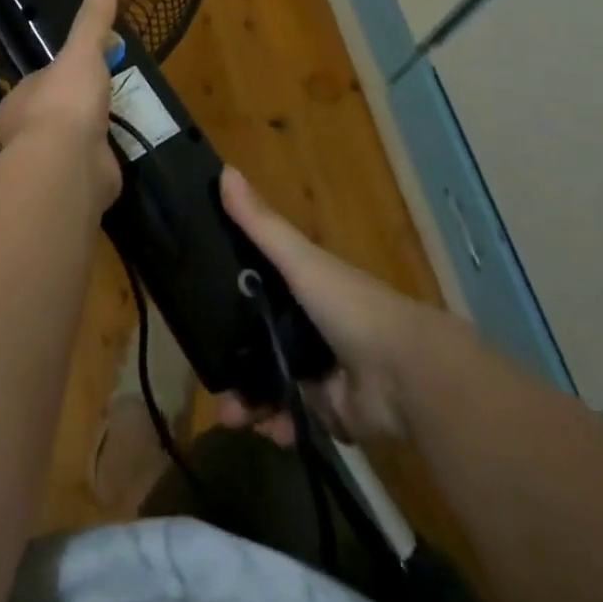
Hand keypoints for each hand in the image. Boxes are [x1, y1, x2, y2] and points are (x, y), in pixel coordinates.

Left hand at [0, 0, 122, 210]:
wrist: (69, 164)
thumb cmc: (66, 101)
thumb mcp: (81, 52)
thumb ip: (92, 20)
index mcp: (17, 103)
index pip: (38, 84)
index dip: (61, 75)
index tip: (86, 68)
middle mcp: (25, 136)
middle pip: (53, 114)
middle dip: (76, 108)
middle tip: (107, 95)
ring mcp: (49, 165)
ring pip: (69, 145)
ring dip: (90, 136)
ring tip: (118, 123)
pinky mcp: (72, 187)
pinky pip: (88, 169)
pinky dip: (102, 161)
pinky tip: (119, 153)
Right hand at [216, 167, 442, 443]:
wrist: (405, 375)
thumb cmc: (350, 306)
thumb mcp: (300, 260)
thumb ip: (261, 224)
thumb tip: (224, 171)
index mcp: (305, 289)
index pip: (257, 289)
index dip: (228, 300)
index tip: (197, 313)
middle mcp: (311, 327)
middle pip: (260, 343)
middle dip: (234, 364)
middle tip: (211, 382)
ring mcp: (322, 371)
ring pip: (272, 385)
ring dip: (250, 402)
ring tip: (233, 418)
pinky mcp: (331, 412)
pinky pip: (295, 420)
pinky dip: (280, 426)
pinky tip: (269, 430)